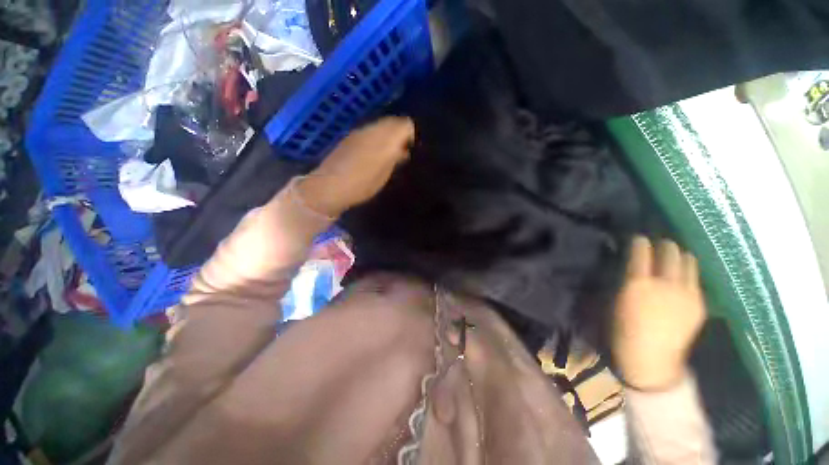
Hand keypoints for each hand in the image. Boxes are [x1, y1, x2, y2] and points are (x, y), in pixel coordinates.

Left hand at [296, 116, 414, 216]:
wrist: (330, 186)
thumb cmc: (362, 185)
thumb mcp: (384, 175)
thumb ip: (395, 158)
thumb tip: (403, 149)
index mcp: (385, 139)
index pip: (405, 125)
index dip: (411, 134)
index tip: (411, 148)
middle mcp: (372, 130)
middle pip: (392, 122)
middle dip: (400, 132)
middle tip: (403, 149)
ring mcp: (359, 132)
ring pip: (380, 125)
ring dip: (388, 134)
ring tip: (389, 151)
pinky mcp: (350, 137)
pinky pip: (369, 131)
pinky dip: (376, 137)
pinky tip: (374, 151)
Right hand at [612, 236, 706, 390]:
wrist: (651, 358)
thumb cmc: (623, 328)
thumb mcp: (615, 300)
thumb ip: (626, 277)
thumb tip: (631, 262)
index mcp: (639, 283)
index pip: (642, 251)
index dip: (639, 241)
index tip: (638, 238)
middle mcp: (666, 284)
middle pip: (670, 251)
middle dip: (663, 244)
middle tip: (657, 245)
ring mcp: (687, 293)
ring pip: (689, 261)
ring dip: (679, 255)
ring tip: (673, 257)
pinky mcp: (700, 303)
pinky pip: (696, 279)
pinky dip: (688, 272)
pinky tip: (681, 278)